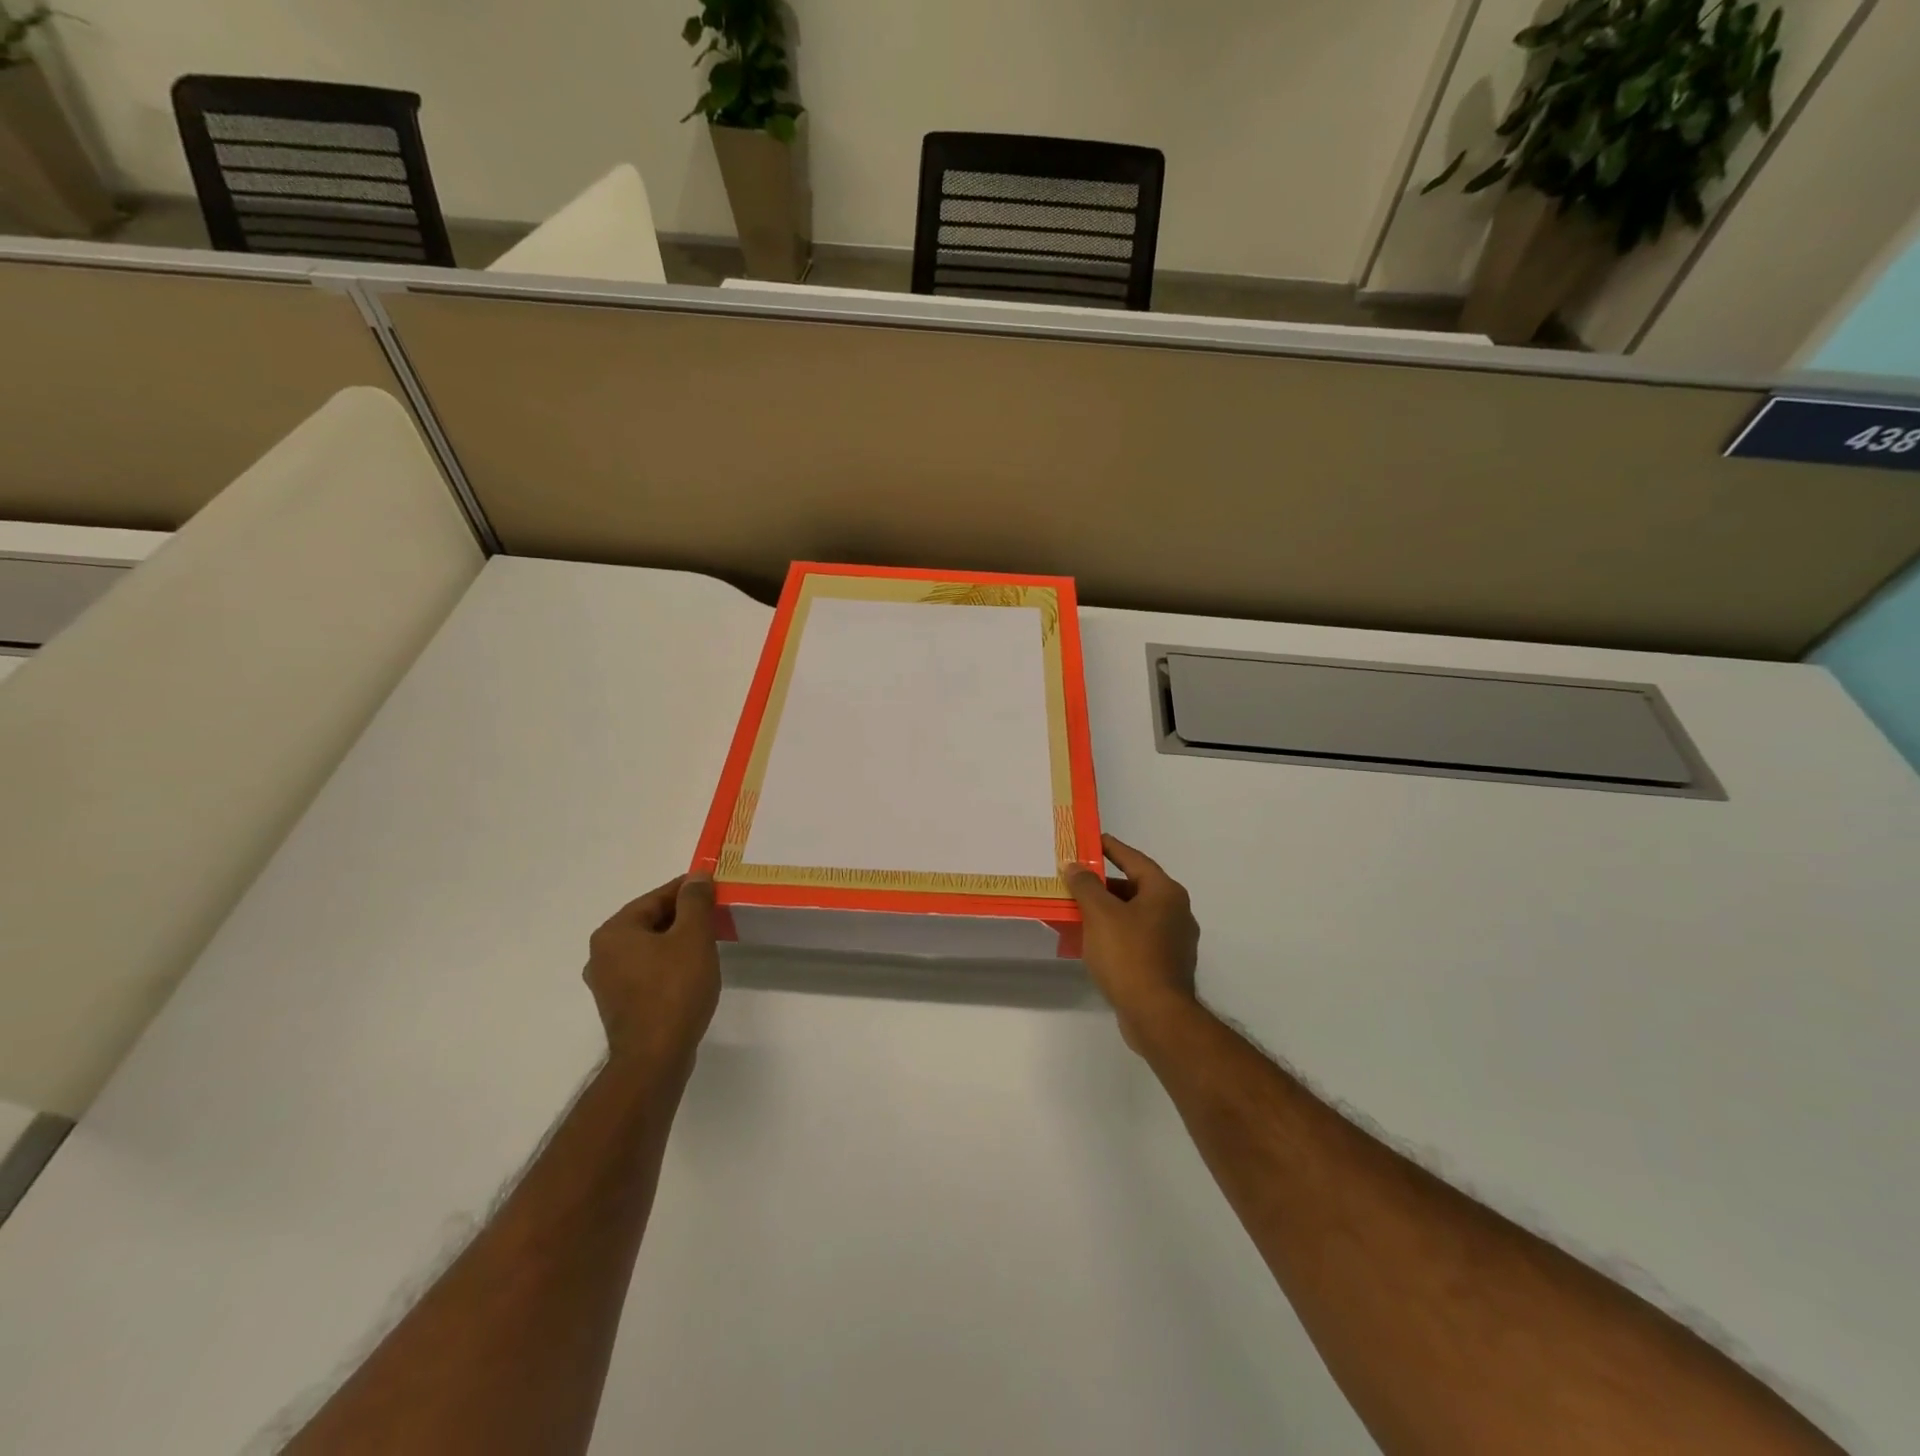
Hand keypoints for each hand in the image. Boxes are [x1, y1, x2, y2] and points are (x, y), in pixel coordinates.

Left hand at [584, 875, 721, 1073]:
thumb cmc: (675, 990)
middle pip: (650, 922)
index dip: (688, 890)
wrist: (655, 1058)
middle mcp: (602, 954)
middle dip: (683, 916)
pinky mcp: (620, 1005)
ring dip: (677, 941)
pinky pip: (647, 971)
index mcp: (614, 932)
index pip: (656, 898)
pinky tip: (692, 972)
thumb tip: (698, 876)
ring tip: (709, 942)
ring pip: (649, 948)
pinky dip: (668, 964)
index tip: (715, 887)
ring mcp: (607, 983)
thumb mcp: (693, 937)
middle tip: (716, 914)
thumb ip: (695, 901)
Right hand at [1062, 834, 1200, 1051]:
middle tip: (1075, 879)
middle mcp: (1176, 911)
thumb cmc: (1129, 956)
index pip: (1134, 859)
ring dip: (1108, 910)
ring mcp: (1175, 940)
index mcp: (1165, 892)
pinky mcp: (1167, 964)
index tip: (1089, 841)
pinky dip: (1116, 933)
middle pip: (1135, 887)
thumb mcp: (1100, 914)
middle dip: (1103, 884)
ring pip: (1135, 914)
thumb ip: (1085, 885)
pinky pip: (1137, 937)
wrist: (1157, 1015)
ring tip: (1078, 910)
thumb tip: (1074, 865)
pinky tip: (1094, 941)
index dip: (1110, 848)